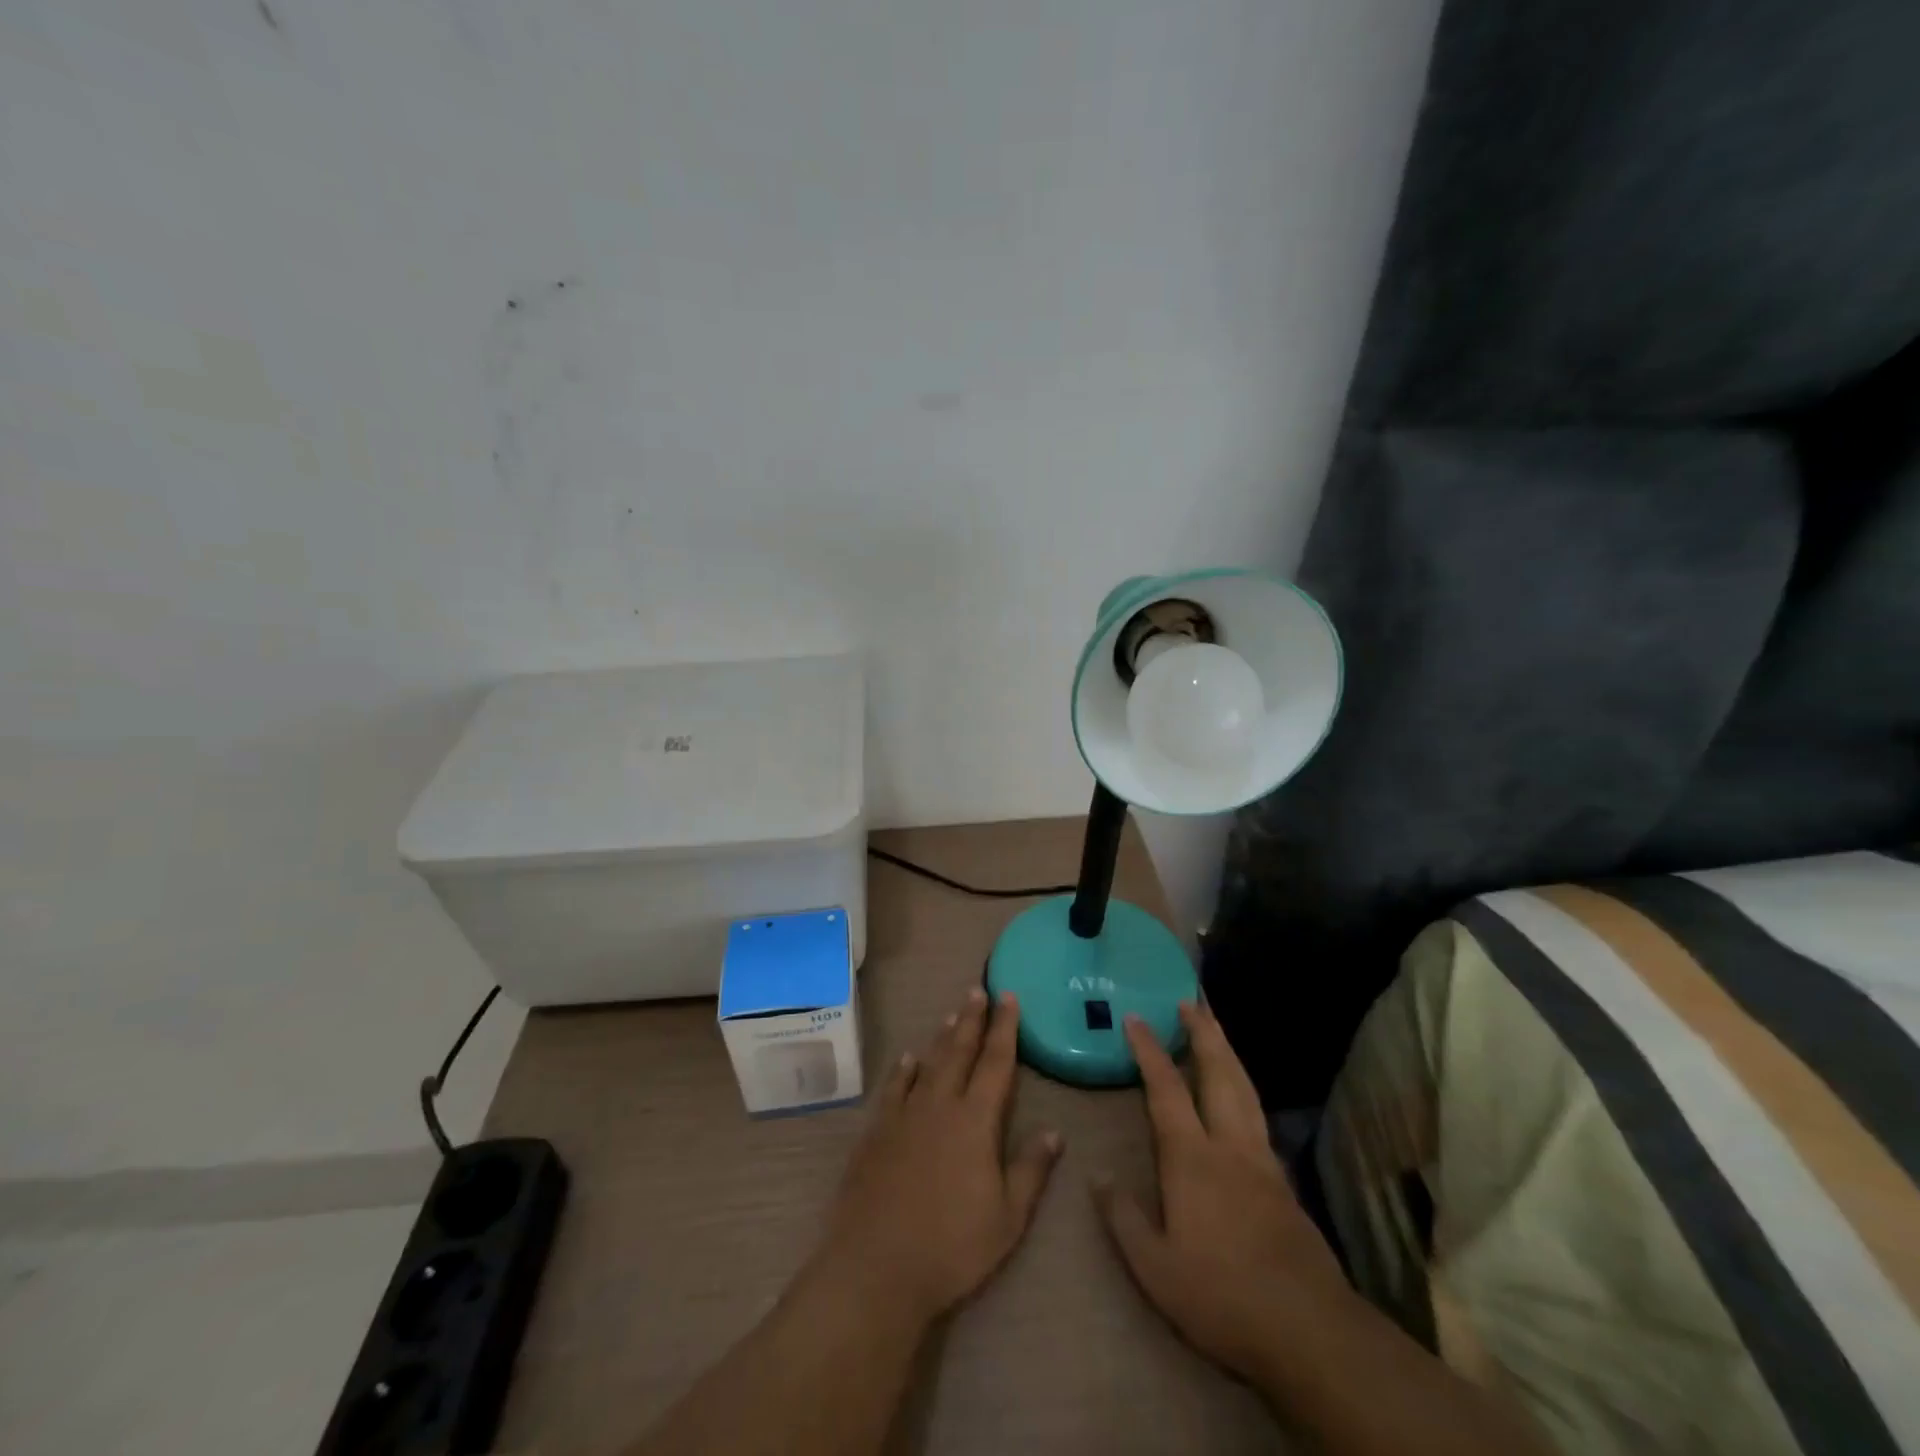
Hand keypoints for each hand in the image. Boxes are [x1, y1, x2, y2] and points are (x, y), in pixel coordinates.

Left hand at [817, 988, 1061, 1326]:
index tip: (1009, 997)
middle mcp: (940, 1105)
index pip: (996, 1062)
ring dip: (942, 1036)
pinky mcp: (876, 1131)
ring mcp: (904, 1115)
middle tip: (978, 989)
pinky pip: (894, 1087)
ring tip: (952, 1013)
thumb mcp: (1007, 1218)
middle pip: (959, 1051)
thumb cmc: (951, 1247)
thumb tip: (1054, 1131)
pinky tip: (908, 1059)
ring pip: (928, 1062)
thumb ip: (1031, 1170)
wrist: (876, 1266)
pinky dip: (903, 1069)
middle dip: (972, 1018)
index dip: (1005, 1028)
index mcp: (975, 1121)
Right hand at [1095, 1002, 1352, 1385]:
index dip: (1149, 1050)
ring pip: (1244, 1089)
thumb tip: (1099, 1176)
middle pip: (1218, 1073)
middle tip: (1190, 1001)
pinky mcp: (1283, 1181)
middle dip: (1202, 1033)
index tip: (1136, 1018)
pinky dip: (1244, 1086)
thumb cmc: (1221, 1294)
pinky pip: (1258, 1114)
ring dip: (1227, 1052)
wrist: (1308, 1329)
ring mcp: (1262, 1160)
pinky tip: (1241, 1094)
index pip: (1166, 1088)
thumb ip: (1123, 1218)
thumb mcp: (1155, 1268)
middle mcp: (1229, 1145)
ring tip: (1215, 1028)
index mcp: (1192, 1158)